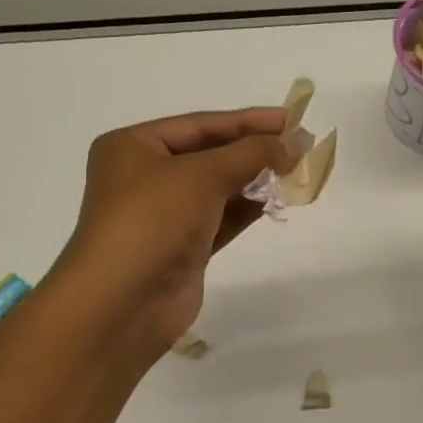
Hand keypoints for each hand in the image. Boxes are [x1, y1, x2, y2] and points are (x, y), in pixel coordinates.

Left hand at [55, 107, 296, 353]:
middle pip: (209, 154)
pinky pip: (221, 218)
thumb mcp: (202, 175)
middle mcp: (145, 176)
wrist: (122, 304)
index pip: (200, 125)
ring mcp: (164, 214)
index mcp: (134, 147)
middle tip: (300, 145)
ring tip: (296, 171)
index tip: (290, 119)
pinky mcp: (182, 247)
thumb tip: (294, 142)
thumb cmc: (152, 221)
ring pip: (218, 188)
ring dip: (254, 179)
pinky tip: (277, 199)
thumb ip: (251, 154)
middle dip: (253, 150)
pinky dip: (247, 208)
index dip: (247, 120)